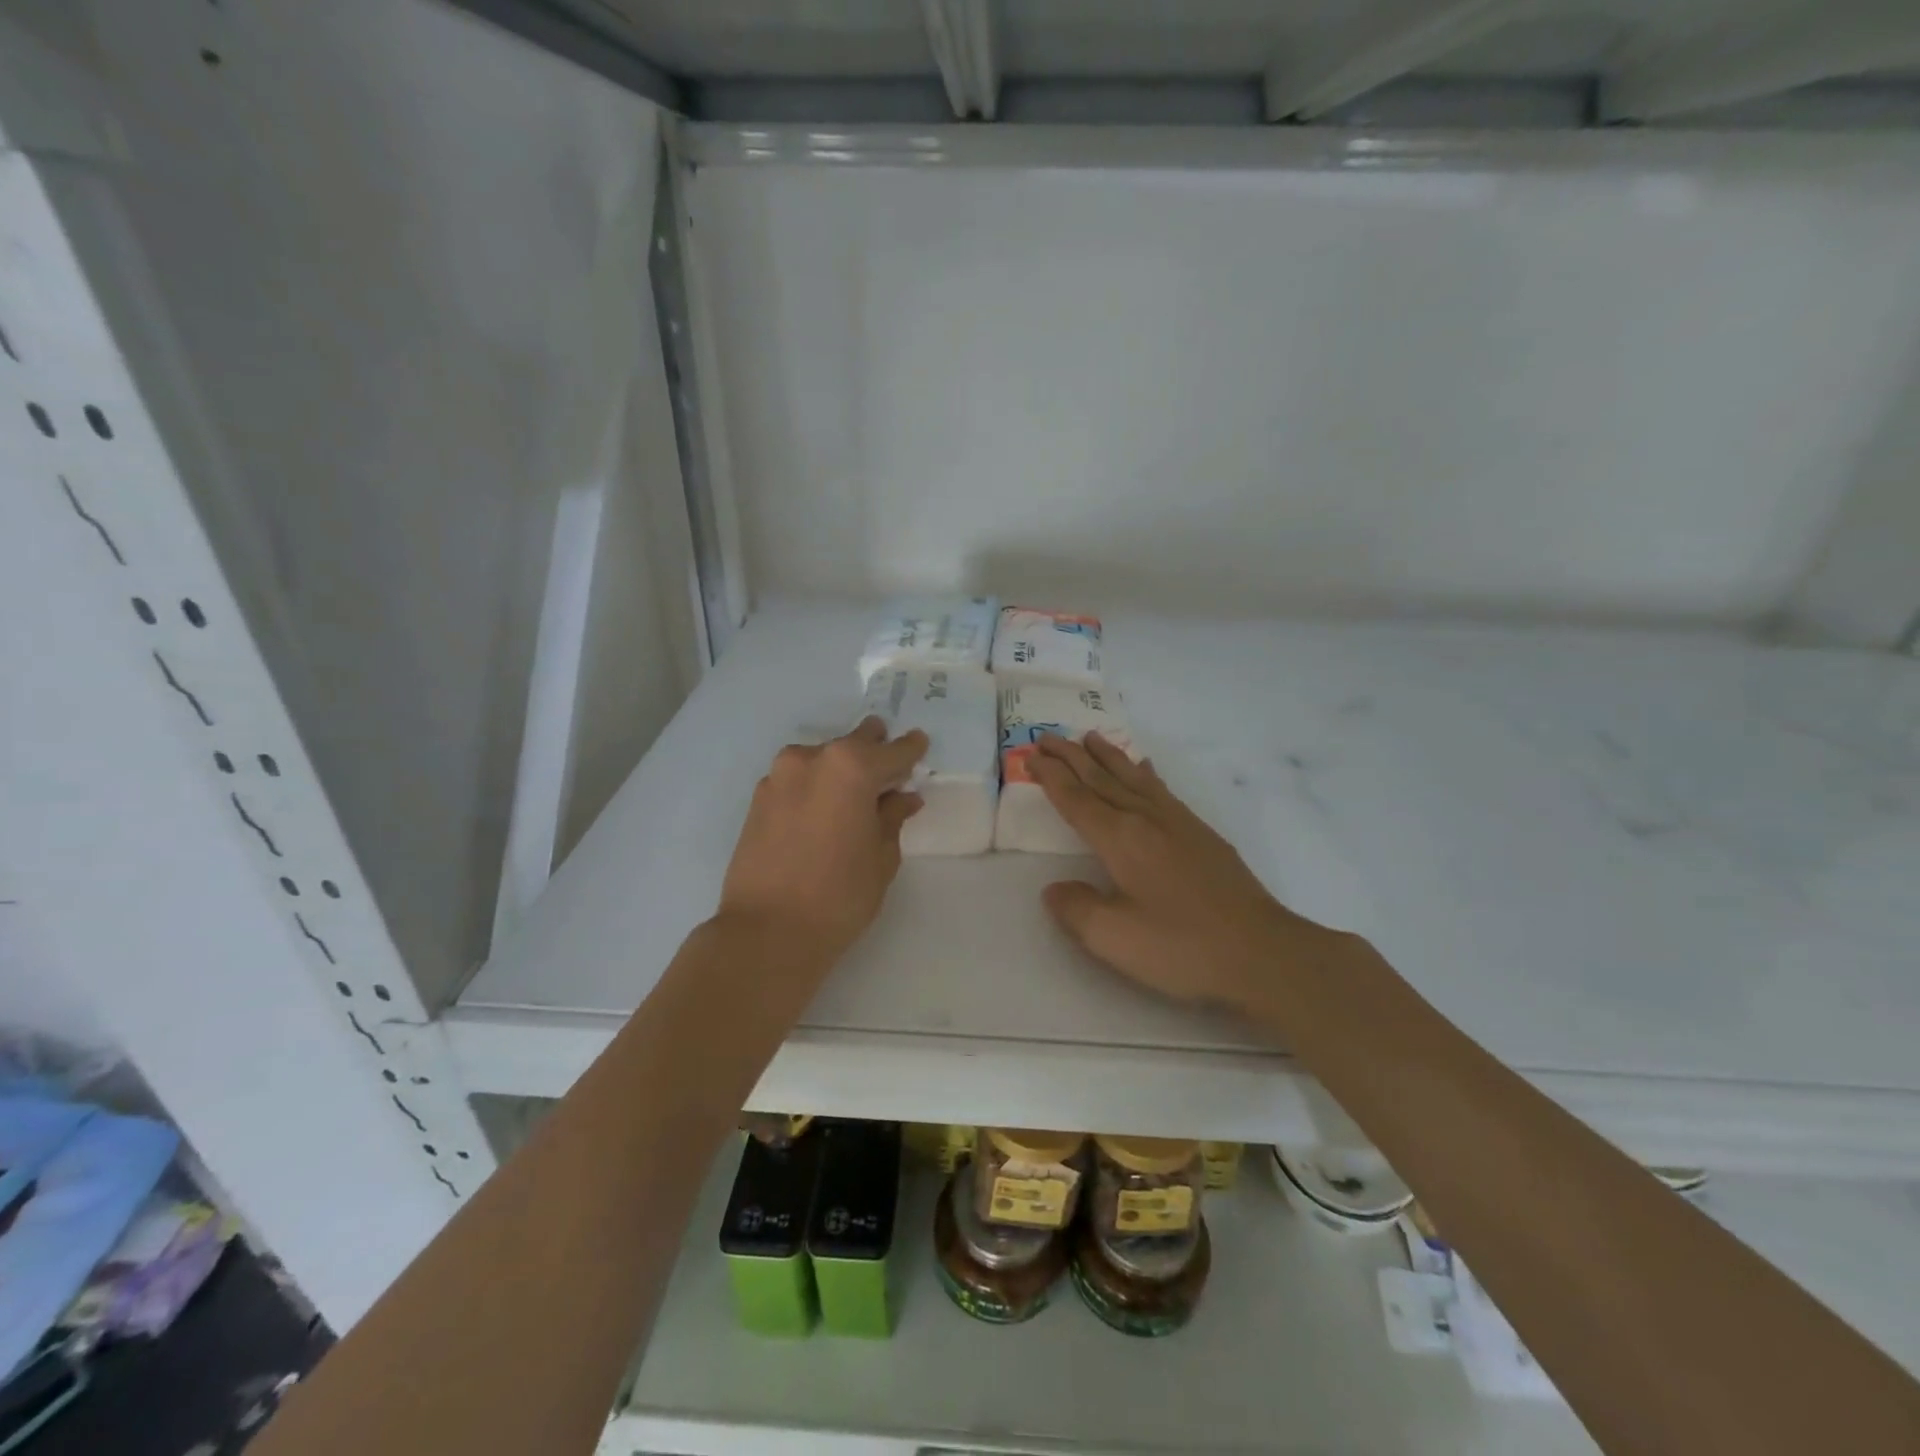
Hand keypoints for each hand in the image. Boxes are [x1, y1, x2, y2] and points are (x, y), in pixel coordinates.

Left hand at [717, 717, 927, 963]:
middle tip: (889, 767)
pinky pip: (798, 779)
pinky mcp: (758, 798)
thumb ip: (892, 817)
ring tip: (854, 796)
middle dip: (874, 750)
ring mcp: (779, 776)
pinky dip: (815, 786)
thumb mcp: (882, 857)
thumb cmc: (839, 895)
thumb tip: (902, 797)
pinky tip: (823, 811)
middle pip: (853, 743)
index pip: (892, 750)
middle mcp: (812, 759)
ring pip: (822, 759)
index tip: (920, 745)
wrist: (766, 931)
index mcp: (851, 767)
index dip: (910, 750)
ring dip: (841, 769)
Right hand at [1029, 732, 1333, 1014]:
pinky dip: (1145, 774)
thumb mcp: (1114, 938)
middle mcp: (1146, 820)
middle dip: (1071, 757)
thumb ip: (1076, 909)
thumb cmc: (1183, 948)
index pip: (1076, 799)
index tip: (1031, 754)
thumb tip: (1054, 888)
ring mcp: (1178, 824)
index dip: (1051, 776)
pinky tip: (1145, 769)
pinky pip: (1162, 790)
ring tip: (1089, 737)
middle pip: (1101, 779)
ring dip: (1107, 756)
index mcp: (1121, 840)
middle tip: (1046, 735)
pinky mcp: (1202, 835)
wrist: (1263, 954)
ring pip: (1132, 778)